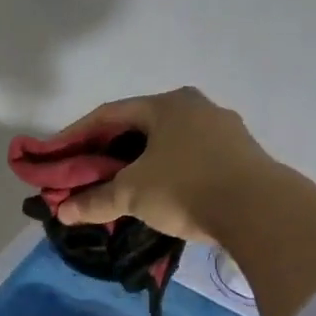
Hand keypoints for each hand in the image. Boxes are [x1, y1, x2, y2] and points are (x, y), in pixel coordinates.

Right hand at [51, 87, 279, 243]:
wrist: (259, 210)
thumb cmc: (185, 187)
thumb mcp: (131, 194)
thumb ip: (94, 200)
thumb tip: (62, 211)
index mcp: (166, 105)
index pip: (108, 114)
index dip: (76, 135)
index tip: (56, 155)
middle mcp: (195, 108)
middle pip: (137, 128)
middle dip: (107, 151)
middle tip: (84, 172)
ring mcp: (222, 130)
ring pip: (165, 144)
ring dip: (136, 163)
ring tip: (117, 186)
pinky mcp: (238, 156)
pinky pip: (188, 159)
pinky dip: (164, 173)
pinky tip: (155, 194)